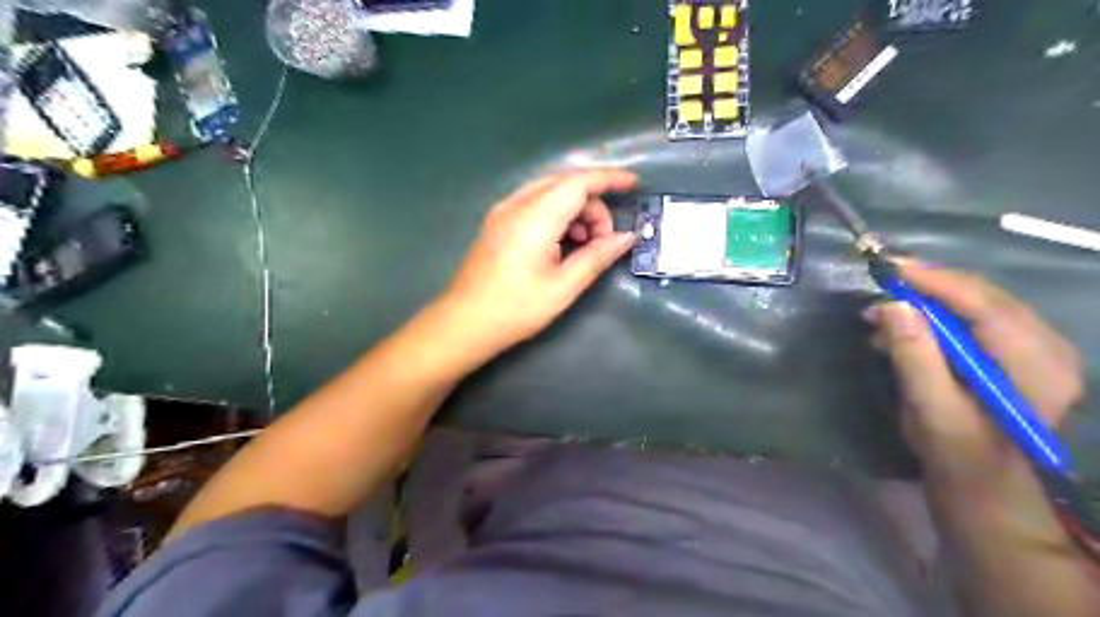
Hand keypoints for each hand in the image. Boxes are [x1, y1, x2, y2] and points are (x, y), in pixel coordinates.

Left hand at [438, 169, 636, 362]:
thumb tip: (626, 237)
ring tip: (584, 246)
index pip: (579, 182)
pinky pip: (535, 203)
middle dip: (593, 203)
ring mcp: (503, 211)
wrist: (464, 323)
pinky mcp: (497, 222)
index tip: (633, 185)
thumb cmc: (516, 308)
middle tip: (604, 239)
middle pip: (565, 184)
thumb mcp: (564, 286)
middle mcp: (517, 204)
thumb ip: (597, 256)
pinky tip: (561, 243)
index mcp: (535, 217)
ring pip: (550, 192)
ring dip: (575, 209)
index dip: (609, 178)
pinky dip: (557, 214)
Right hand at [859, 262, 1079, 484]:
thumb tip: (892, 307)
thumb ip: (915, 358)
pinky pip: (976, 322)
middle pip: (984, 298)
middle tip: (879, 285)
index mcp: (1035, 367)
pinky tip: (903, 331)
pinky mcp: (1018, 358)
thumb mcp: (932, 412)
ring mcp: (1035, 353)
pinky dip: (937, 320)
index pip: (985, 305)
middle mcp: (1046, 350)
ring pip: (978, 306)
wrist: (990, 495)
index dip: (935, 281)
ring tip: (880, 315)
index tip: (890, 266)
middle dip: (927, 288)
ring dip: (928, 304)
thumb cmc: (960, 459)